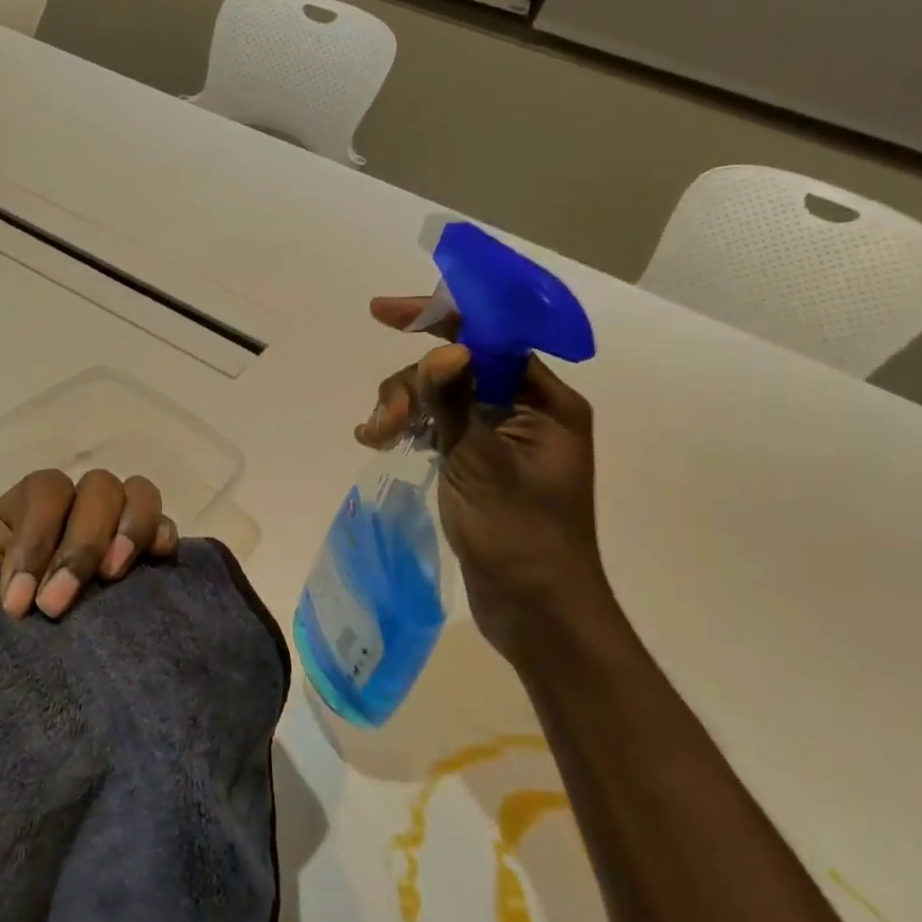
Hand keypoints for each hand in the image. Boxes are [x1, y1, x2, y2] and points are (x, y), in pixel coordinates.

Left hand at [0, 390, 179, 631]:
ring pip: (138, 498)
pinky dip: (163, 537)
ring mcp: (104, 553)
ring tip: (109, 583)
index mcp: (19, 517)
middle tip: (56, 609)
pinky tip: (153, 566)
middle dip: (79, 545)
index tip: (13, 606)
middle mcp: (67, 525)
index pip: (50, 487)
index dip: (39, 535)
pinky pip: (166, 535)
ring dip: (127, 533)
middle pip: (100, 488)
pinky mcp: (136, 587)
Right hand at [357, 296, 609, 661]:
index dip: (438, 317)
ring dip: (402, 408)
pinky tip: (378, 441)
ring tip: (376, 438)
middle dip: (412, 384)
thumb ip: (457, 401)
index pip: (490, 338)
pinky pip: (436, 425)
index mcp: (545, 402)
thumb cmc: (520, 535)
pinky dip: (407, 428)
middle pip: (455, 367)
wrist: (534, 608)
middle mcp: (524, 411)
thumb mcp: (482, 463)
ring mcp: (497, 437)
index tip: (382, 312)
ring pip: (438, 396)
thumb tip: (444, 346)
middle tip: (385, 423)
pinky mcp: (476, 461)